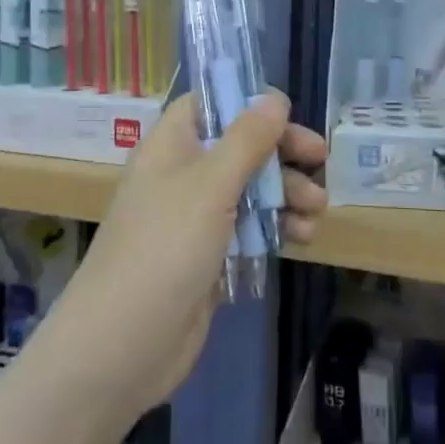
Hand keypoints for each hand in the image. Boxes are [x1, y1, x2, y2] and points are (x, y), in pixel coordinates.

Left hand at [55, 90, 328, 414]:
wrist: (123, 346)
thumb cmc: (165, 249)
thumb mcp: (210, 185)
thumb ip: (247, 139)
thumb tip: (274, 97)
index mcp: (171, 147)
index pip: (209, 105)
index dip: (247, 103)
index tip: (287, 114)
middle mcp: (182, 176)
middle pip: (239, 147)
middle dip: (281, 153)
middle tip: (320, 161)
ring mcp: (195, 220)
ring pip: (250, 191)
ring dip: (287, 194)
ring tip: (317, 211)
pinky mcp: (209, 258)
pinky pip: (249, 230)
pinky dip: (276, 228)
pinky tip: (302, 238)